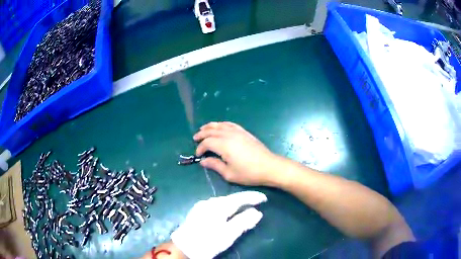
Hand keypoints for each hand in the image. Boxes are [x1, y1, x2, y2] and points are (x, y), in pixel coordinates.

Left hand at [171, 191, 266, 258]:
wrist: (184, 247)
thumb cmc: (208, 241)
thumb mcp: (229, 234)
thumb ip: (243, 222)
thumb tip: (257, 212)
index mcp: (218, 206)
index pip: (239, 198)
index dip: (252, 197)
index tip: (264, 198)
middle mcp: (209, 202)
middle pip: (230, 198)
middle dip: (244, 199)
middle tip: (256, 202)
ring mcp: (201, 206)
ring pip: (222, 201)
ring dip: (235, 202)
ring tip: (245, 205)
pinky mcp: (197, 212)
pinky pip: (215, 205)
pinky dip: (225, 206)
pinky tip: (227, 211)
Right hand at [194, 122, 278, 185]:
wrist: (269, 166)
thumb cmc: (248, 173)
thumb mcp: (229, 173)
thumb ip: (214, 165)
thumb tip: (203, 161)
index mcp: (224, 145)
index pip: (207, 143)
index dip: (200, 148)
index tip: (198, 155)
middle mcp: (229, 135)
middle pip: (211, 131)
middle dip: (202, 134)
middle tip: (195, 138)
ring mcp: (238, 132)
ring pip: (220, 125)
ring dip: (210, 127)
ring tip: (203, 129)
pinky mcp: (244, 132)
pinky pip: (230, 124)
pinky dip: (222, 124)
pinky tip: (220, 126)